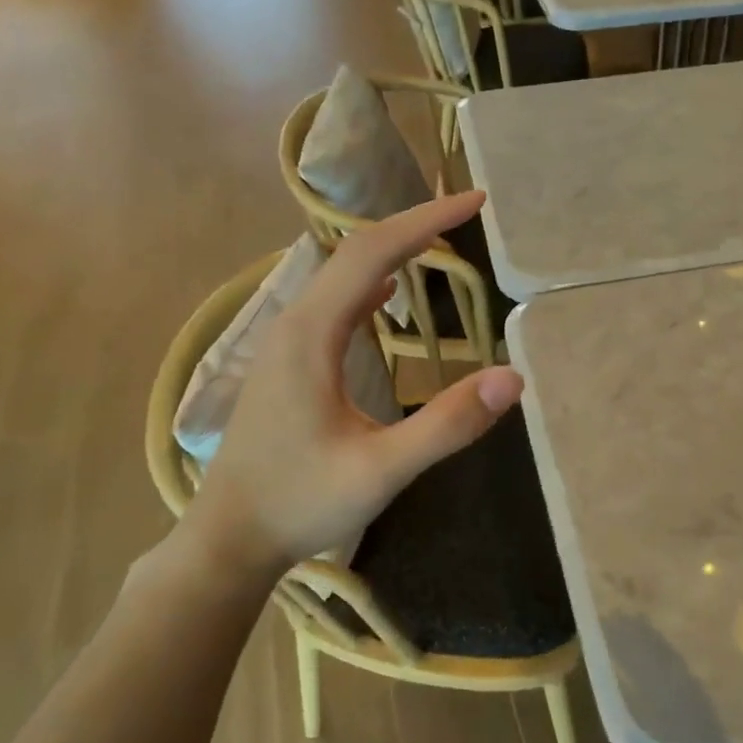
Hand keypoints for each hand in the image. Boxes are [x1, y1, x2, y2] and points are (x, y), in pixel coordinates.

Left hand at [179, 192, 523, 575]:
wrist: (230, 540)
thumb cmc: (301, 502)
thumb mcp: (382, 469)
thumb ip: (447, 424)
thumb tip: (513, 378)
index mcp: (312, 334)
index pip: (373, 253)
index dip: (426, 221)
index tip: (474, 202)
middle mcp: (294, 324)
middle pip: (355, 252)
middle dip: (413, 226)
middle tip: (467, 212)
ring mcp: (287, 343)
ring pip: (342, 276)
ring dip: (391, 250)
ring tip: (439, 240)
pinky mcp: (289, 363)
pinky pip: (334, 304)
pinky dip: (369, 283)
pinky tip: (388, 294)